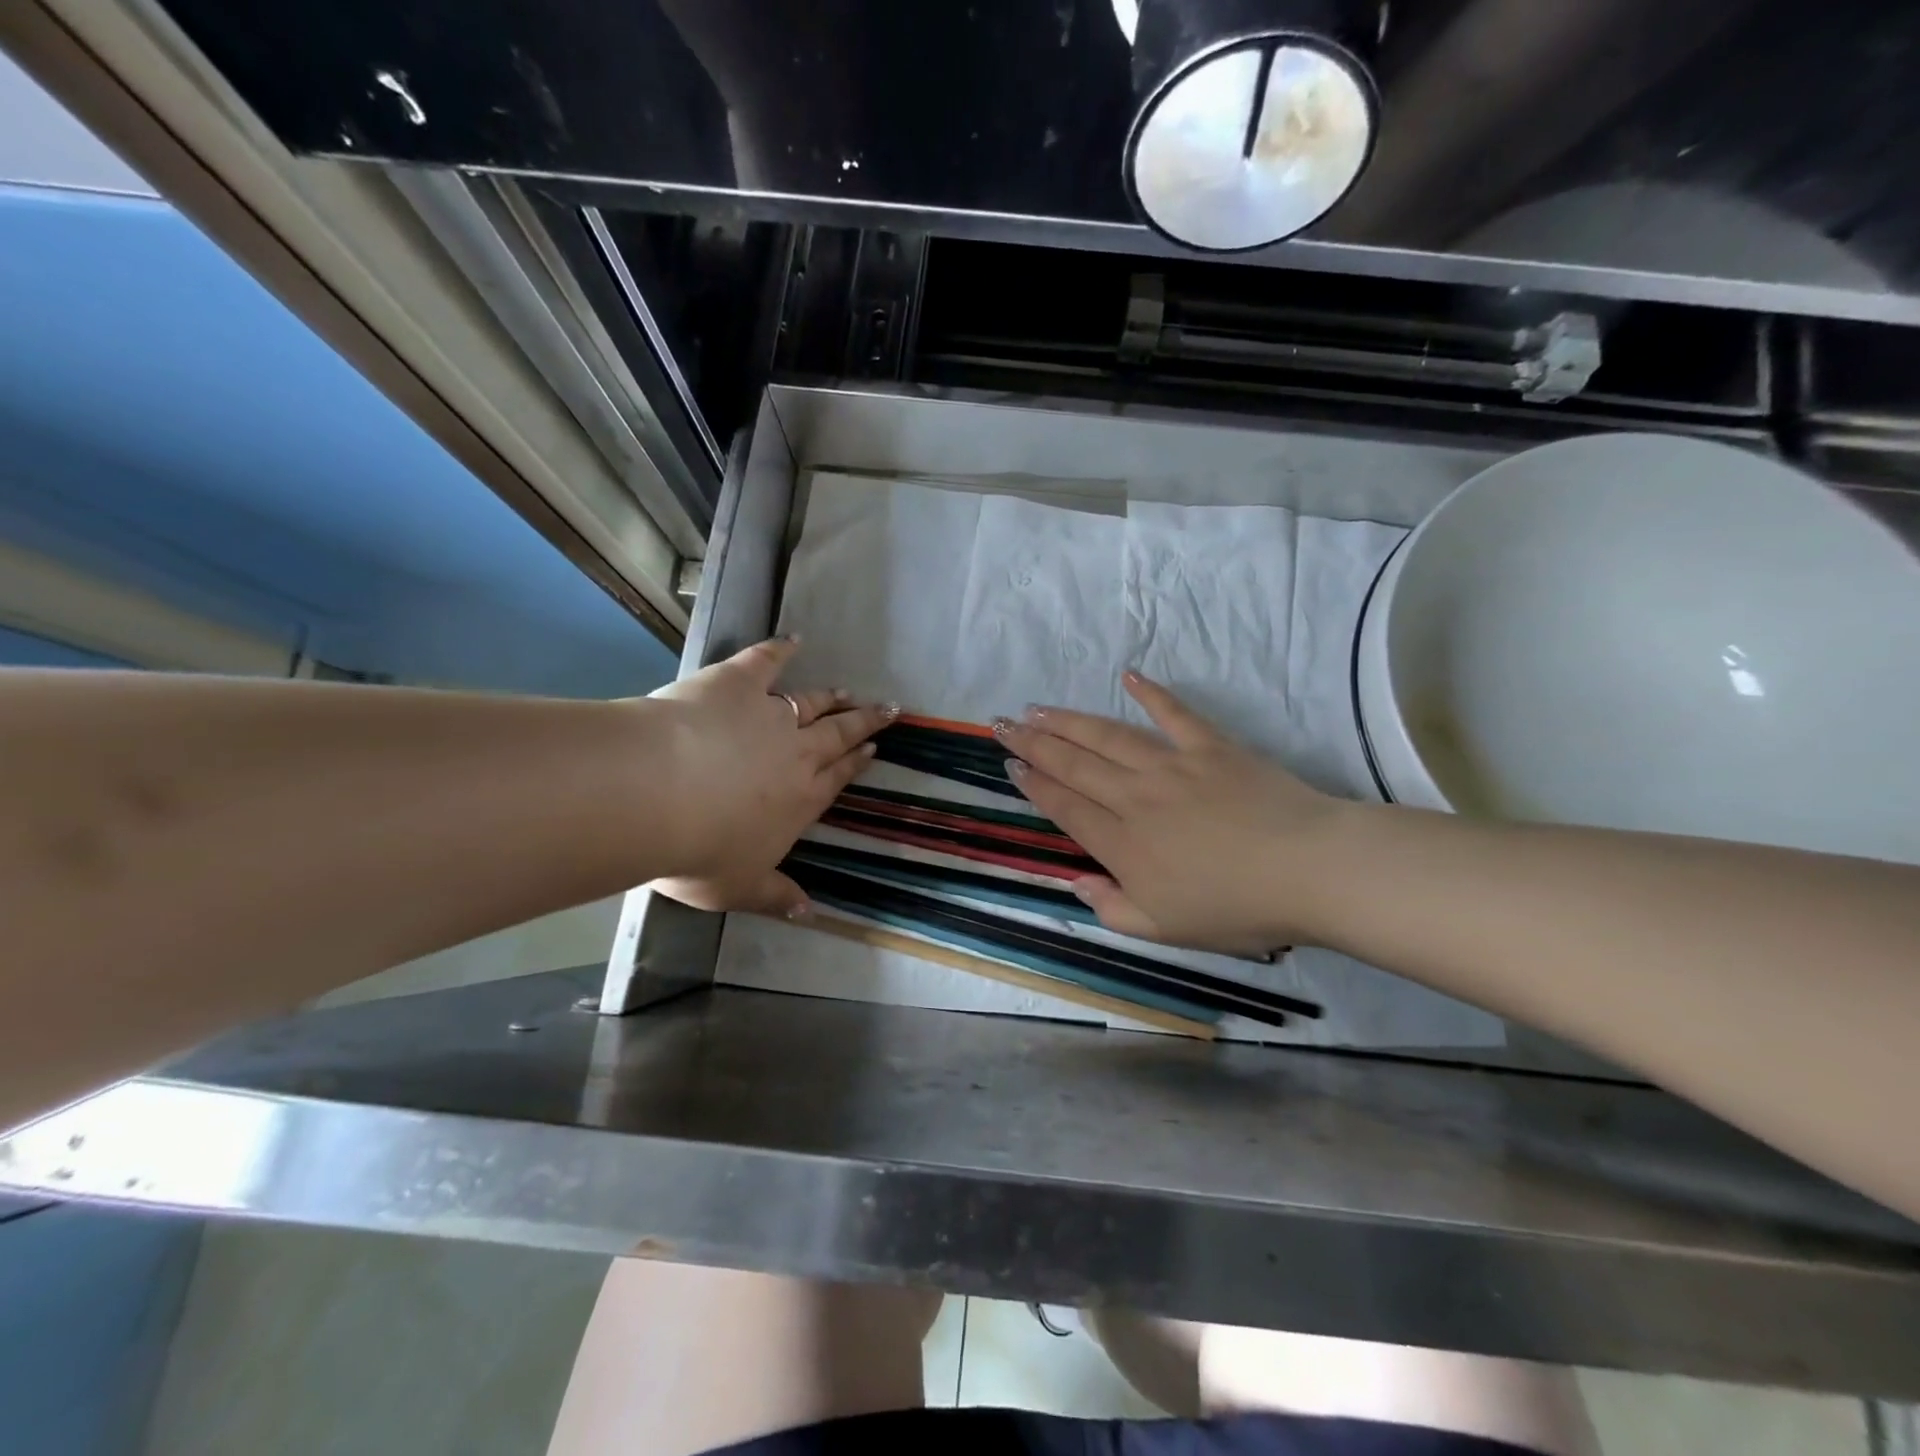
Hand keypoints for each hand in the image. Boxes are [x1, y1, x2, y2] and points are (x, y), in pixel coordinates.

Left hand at [644, 637, 894, 917]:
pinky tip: (793, 640)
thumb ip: (775, 896)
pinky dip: (780, 649)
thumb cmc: (699, 850)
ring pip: (810, 703)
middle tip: (887, 710)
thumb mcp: (738, 888)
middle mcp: (795, 754)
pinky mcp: (737, 683)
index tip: (873, 750)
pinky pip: (764, 661)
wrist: (657, 793)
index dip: (856, 763)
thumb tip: (808, 913)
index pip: (836, 779)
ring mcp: (769, 714)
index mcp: (800, 800)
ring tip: (848, 691)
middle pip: (836, 735)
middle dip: (862, 723)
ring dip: (830, 697)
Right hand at [996, 672, 1358, 954]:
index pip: (1066, 807)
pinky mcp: (1211, 746)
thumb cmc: (1237, 908)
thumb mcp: (1165, 930)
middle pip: (1075, 765)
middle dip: (1035, 744)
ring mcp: (1173, 766)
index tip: (1010, 764)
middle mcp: (1136, 797)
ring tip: (1039, 708)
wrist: (1308, 869)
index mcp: (1123, 844)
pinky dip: (1151, 692)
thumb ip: (1112, 908)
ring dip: (1070, 721)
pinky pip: (1174, 713)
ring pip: (1108, 737)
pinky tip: (1128, 675)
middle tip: (1004, 723)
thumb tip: (1075, 883)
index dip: (1034, 784)